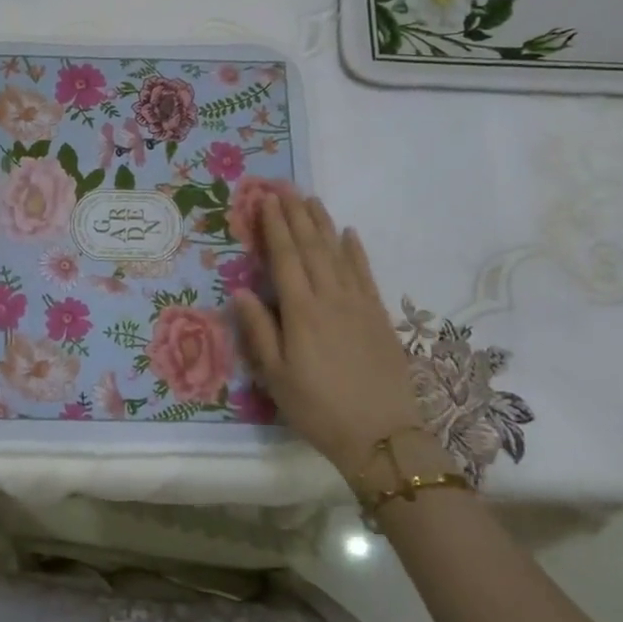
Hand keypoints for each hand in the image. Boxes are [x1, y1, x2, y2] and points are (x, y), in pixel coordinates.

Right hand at [231, 194, 441, 486]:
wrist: (381, 435)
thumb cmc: (318, 408)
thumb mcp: (276, 376)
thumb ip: (259, 330)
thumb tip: (240, 290)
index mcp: (301, 312)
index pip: (284, 258)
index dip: (274, 227)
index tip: (265, 200)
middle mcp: (330, 298)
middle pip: (311, 248)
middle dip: (296, 215)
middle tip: (284, 186)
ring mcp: (359, 304)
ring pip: (338, 254)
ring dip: (323, 224)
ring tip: (312, 200)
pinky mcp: (379, 316)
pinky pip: (366, 273)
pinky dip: (356, 251)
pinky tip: (350, 234)